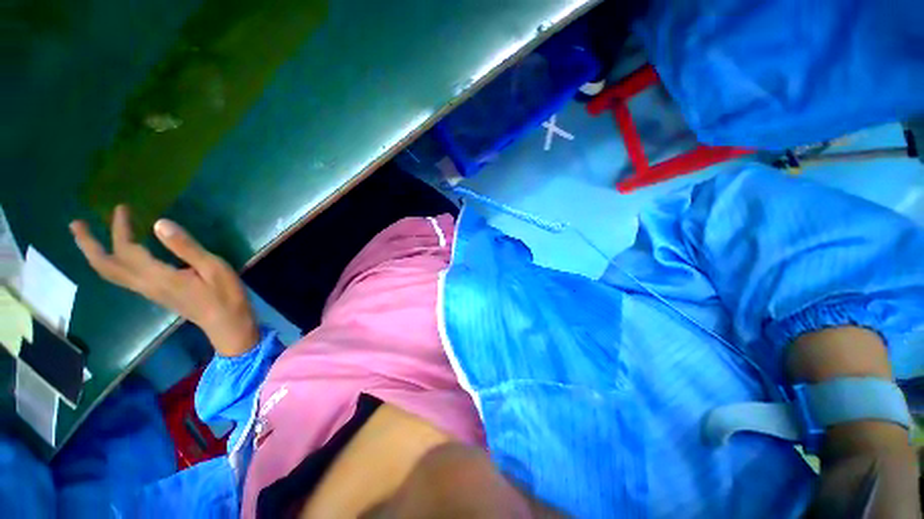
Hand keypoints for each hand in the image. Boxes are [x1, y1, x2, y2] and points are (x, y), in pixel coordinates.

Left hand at [70, 205, 258, 355]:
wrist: (227, 323)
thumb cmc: (225, 295)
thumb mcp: (213, 267)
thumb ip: (186, 247)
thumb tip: (159, 223)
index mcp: (158, 276)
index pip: (127, 249)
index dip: (120, 227)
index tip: (122, 208)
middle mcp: (144, 284)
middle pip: (106, 266)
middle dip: (88, 245)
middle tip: (76, 224)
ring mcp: (147, 291)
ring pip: (111, 273)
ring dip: (94, 254)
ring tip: (87, 238)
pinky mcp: (154, 293)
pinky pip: (122, 277)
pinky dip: (110, 263)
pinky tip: (116, 256)